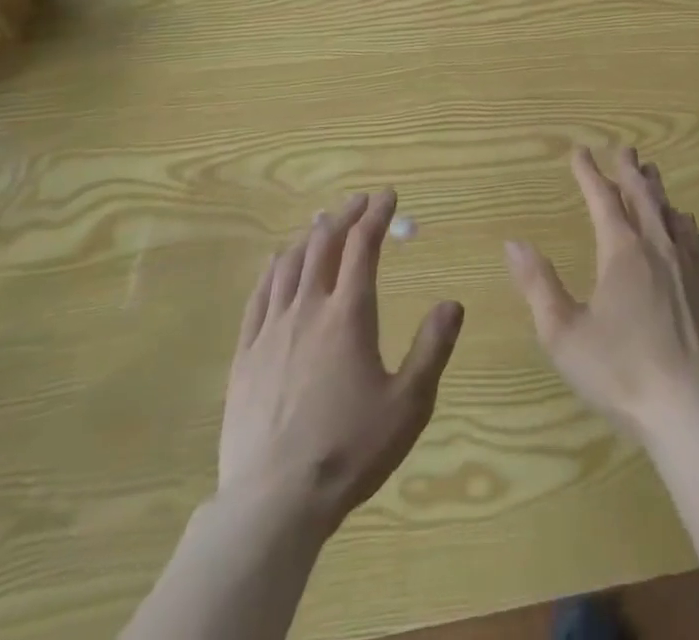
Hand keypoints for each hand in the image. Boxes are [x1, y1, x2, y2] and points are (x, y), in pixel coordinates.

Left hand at [218, 190, 463, 537]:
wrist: (273, 502)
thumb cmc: (348, 450)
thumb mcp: (408, 404)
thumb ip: (432, 348)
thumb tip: (452, 303)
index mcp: (348, 315)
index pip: (363, 246)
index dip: (377, 215)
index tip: (388, 195)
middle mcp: (308, 309)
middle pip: (323, 244)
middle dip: (344, 216)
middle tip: (359, 201)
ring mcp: (271, 330)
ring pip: (289, 264)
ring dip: (309, 236)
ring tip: (321, 222)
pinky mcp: (245, 355)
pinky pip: (258, 296)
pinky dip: (272, 268)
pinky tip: (276, 261)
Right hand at [505, 147, 698, 442]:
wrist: (688, 410)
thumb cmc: (619, 371)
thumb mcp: (563, 334)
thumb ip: (538, 285)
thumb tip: (514, 243)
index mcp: (621, 252)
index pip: (603, 199)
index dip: (589, 173)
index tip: (579, 151)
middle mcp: (655, 247)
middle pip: (642, 196)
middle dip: (629, 170)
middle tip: (624, 148)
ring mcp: (684, 267)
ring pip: (668, 212)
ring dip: (656, 189)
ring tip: (650, 172)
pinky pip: (690, 238)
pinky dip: (681, 220)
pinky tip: (682, 220)